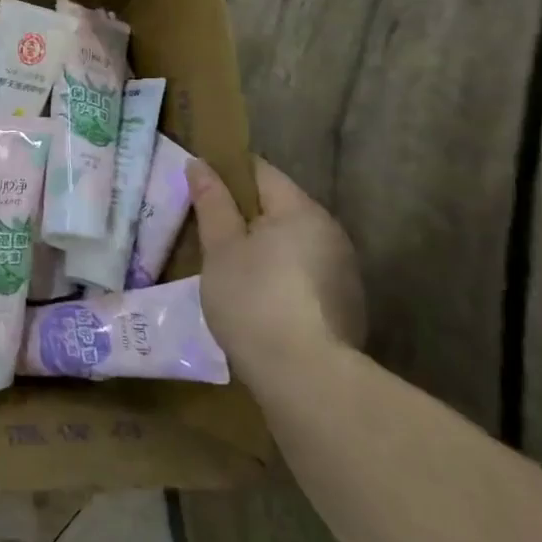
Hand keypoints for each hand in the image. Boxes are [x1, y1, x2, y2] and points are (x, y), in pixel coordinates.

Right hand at [189, 157, 364, 388]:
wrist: (305, 378)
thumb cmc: (253, 300)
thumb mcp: (221, 248)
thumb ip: (211, 202)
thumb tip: (199, 163)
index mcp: (301, 210)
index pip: (260, 171)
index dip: (226, 172)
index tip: (197, 184)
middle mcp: (330, 232)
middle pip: (278, 206)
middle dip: (242, 212)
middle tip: (203, 228)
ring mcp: (343, 271)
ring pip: (291, 241)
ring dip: (261, 245)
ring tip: (225, 265)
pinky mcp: (345, 305)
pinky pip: (303, 271)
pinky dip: (278, 273)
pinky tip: (255, 297)